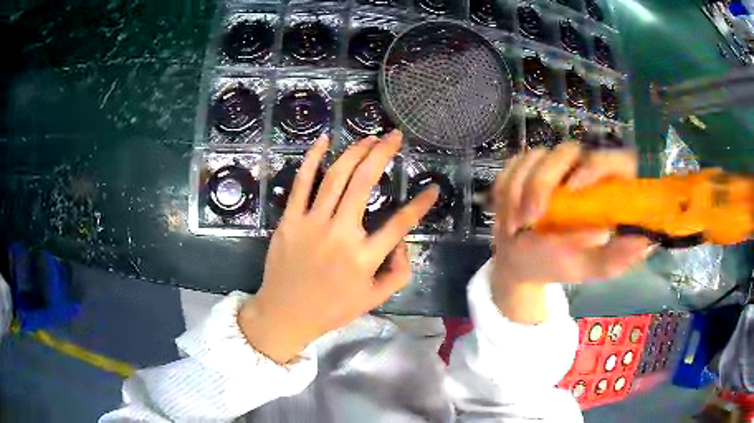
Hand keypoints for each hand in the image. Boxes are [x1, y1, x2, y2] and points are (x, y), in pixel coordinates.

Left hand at [239, 131, 438, 362]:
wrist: (285, 314)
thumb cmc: (331, 309)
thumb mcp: (374, 300)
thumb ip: (399, 272)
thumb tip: (403, 242)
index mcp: (363, 258)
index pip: (400, 223)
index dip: (420, 204)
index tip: (433, 188)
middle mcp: (339, 234)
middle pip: (364, 183)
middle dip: (382, 154)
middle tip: (395, 136)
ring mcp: (311, 223)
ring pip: (336, 177)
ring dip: (355, 152)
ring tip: (370, 138)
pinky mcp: (290, 220)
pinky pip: (301, 183)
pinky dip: (312, 158)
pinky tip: (325, 139)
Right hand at [491, 142, 653, 323]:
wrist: (518, 262)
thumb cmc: (556, 265)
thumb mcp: (586, 267)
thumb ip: (614, 259)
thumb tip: (646, 243)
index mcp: (607, 190)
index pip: (617, 158)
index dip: (598, 165)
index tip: (576, 189)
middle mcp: (583, 170)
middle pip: (569, 149)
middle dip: (543, 183)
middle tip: (531, 219)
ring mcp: (554, 165)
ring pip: (536, 155)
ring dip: (519, 190)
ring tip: (515, 226)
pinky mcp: (528, 164)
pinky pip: (514, 162)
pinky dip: (506, 188)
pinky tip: (508, 213)